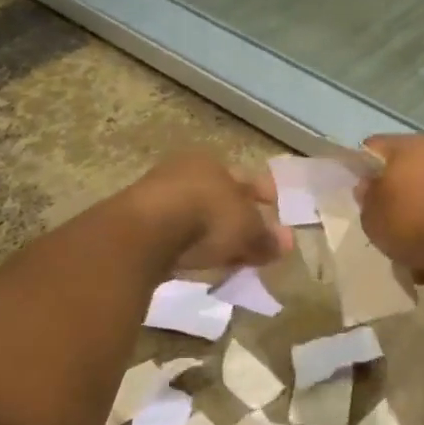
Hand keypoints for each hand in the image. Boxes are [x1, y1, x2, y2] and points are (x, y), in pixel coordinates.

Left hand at [124, 151, 289, 270]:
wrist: (144, 233)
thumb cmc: (206, 217)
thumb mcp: (246, 230)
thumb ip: (266, 238)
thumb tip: (286, 244)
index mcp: (214, 162)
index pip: (248, 179)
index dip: (265, 197)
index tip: (277, 214)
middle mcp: (186, 171)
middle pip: (221, 196)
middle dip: (240, 218)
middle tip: (256, 242)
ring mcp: (158, 195)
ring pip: (197, 214)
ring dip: (214, 234)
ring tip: (229, 257)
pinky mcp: (137, 223)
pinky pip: (176, 233)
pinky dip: (191, 245)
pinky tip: (199, 261)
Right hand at [357, 135, 423, 276]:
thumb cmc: (419, 225)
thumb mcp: (375, 220)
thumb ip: (368, 199)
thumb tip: (370, 185)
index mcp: (409, 146)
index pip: (375, 147)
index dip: (364, 170)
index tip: (366, 196)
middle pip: (411, 167)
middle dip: (402, 193)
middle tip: (396, 223)